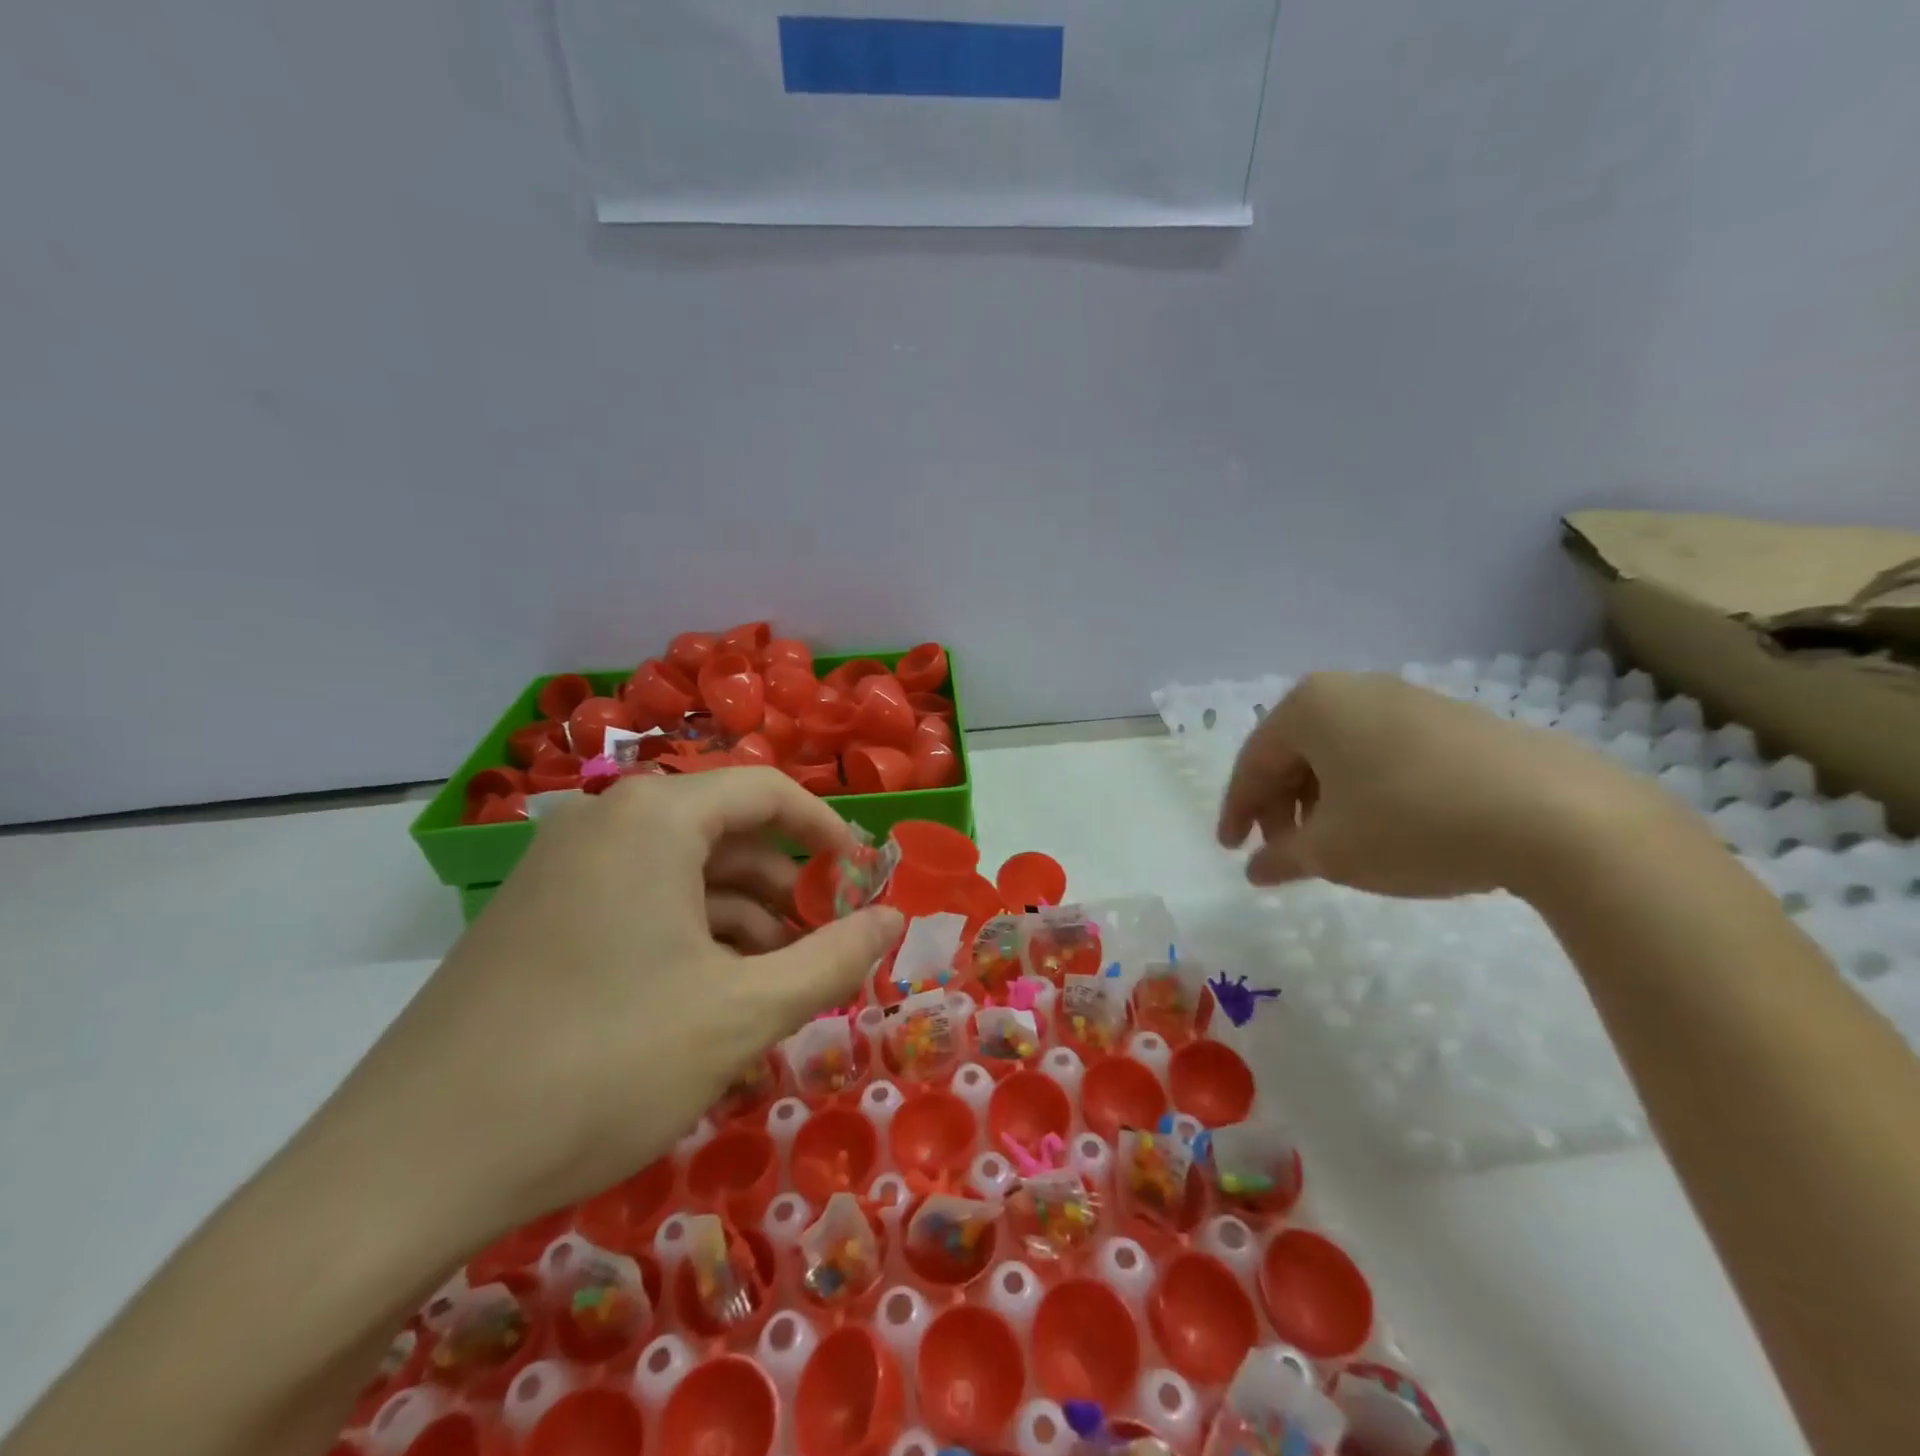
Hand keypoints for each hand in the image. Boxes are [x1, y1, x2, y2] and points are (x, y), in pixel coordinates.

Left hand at [333, 768, 904, 1239]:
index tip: (864, 883)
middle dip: (786, 890)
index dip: (828, 832)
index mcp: (653, 818)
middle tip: (827, 949)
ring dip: (741, 923)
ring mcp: (561, 871)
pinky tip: (711, 1006)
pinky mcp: (535, 920)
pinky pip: (638, 907)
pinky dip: (689, 941)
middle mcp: (603, 824)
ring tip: (777, 989)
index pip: (767, 790)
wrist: (407, 1169)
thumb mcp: (743, 1013)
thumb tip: (895, 918)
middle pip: (725, 835)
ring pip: (682, 877)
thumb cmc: (602, 1065)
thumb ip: (834, 959)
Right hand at [1217, 672, 1678, 899]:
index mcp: (1310, 706)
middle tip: (1284, 853)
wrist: (1559, 815)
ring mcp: (1408, 699)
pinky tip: (1382, 827)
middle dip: (1282, 806)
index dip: (1237, 811)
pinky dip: (1365, 790)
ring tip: (1332, 845)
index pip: (1254, 762)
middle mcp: (1353, 689)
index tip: (1232, 851)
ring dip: (1322, 801)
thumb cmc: (1413, 823)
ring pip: (1339, 753)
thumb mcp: (1332, 851)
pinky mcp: (1453, 720)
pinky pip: (1383, 753)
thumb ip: (1281, 858)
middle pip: (1295, 753)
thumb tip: (1256, 870)